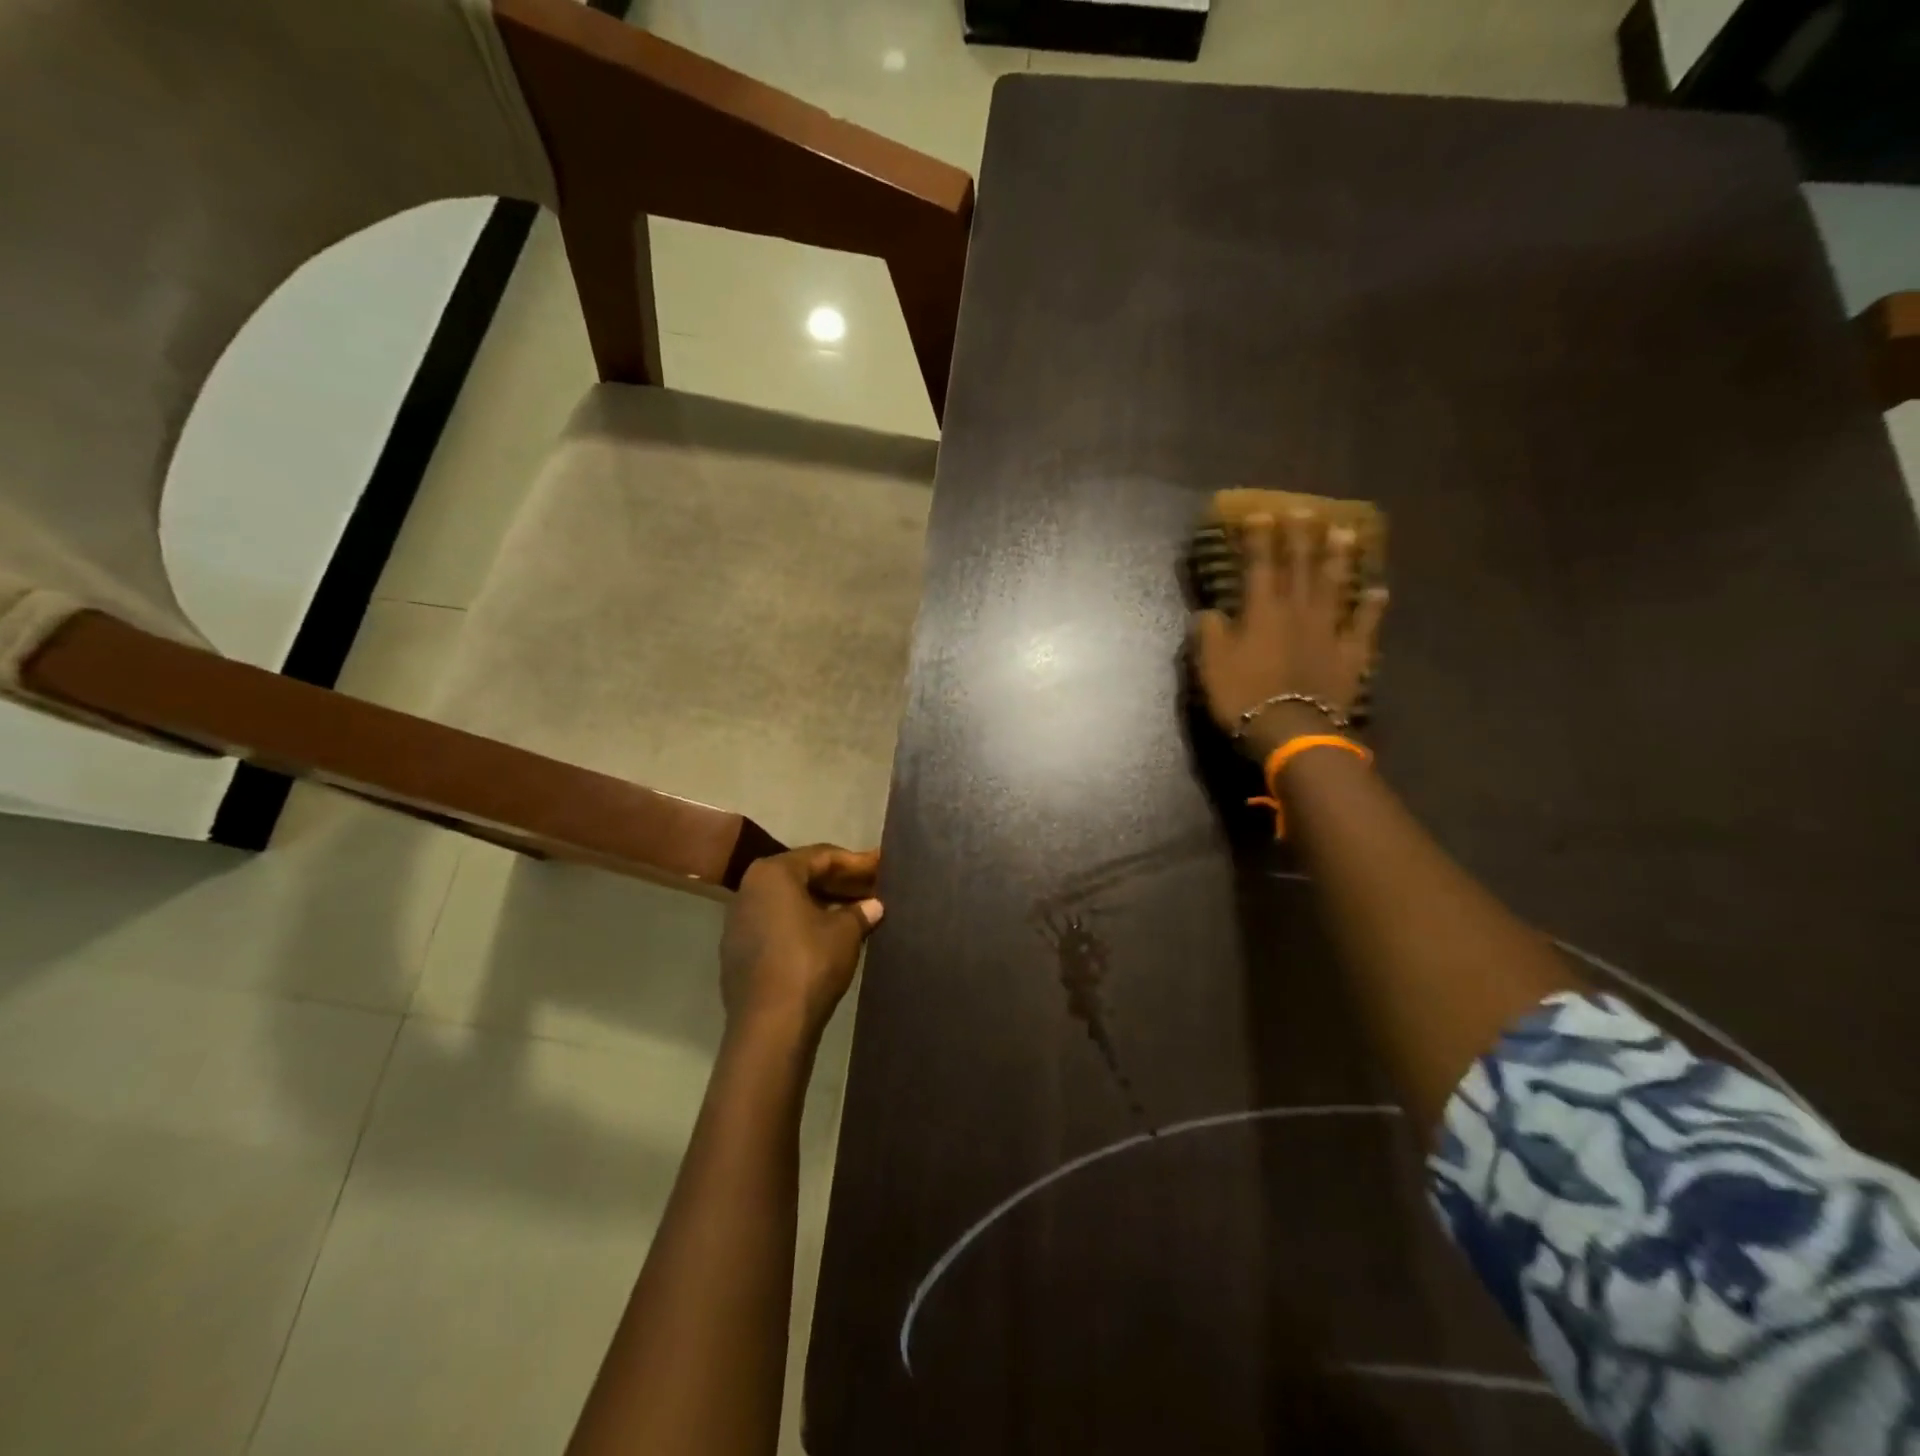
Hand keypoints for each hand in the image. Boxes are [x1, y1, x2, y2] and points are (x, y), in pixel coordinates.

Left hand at [719, 845, 883, 1042]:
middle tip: (870, 887)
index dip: (855, 862)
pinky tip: (826, 935)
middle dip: (838, 882)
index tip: (880, 866)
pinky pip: (775, 925)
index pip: (821, 856)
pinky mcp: (736, 951)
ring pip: (787, 902)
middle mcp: (749, 889)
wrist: (770, 1024)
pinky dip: (801, 924)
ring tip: (853, 911)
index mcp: (773, 873)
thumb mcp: (846, 932)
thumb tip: (874, 905)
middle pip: (801, 876)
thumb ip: (860, 911)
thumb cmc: (810, 962)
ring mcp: (738, 921)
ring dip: (820, 903)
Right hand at [1192, 511, 1387, 757]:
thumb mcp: (1210, 665)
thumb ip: (1209, 633)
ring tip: (1345, 533)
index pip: (1259, 566)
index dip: (1259, 540)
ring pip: (1334, 587)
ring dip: (1338, 559)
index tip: (1260, 514)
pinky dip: (1371, 608)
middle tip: (1304, 510)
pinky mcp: (1350, 655)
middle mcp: (1297, 612)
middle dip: (1300, 538)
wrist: (1291, 730)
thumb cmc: (1243, 696)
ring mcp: (1328, 631)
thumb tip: (1209, 612)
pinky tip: (1379, 590)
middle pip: (1300, 567)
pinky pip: (1364, 626)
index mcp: (1261, 612)